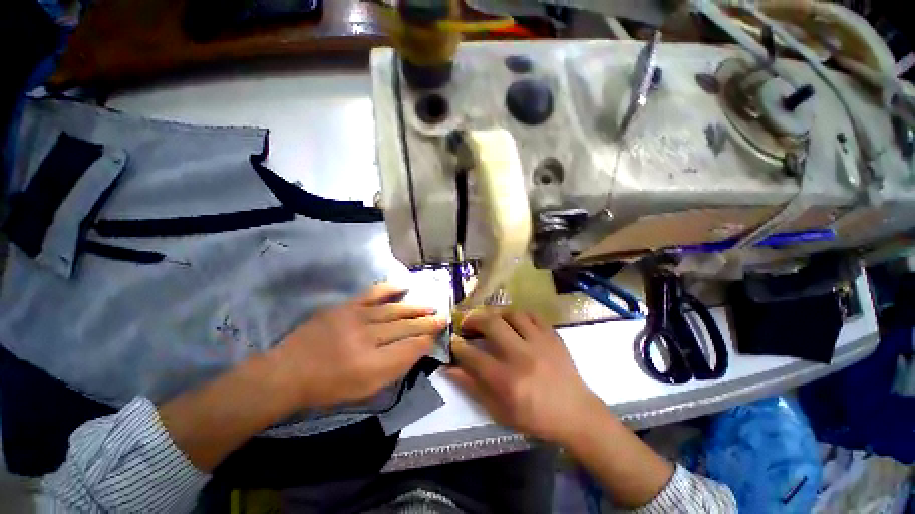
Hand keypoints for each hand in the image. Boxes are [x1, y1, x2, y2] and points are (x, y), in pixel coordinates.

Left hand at [273, 283, 447, 407]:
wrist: (288, 372)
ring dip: (415, 308)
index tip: (437, 336)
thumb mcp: (365, 390)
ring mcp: (356, 318)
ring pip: (394, 311)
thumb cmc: (328, 387)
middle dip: (427, 323)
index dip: (426, 341)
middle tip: (442, 318)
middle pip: (405, 328)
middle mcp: (367, 339)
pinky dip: (390, 289)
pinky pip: (373, 293)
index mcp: (372, 366)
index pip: (409, 349)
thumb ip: (394, 369)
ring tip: (430, 307)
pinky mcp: (346, 306)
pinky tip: (404, 286)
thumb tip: (416, 349)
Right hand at [447, 309, 603, 444]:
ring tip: (489, 319)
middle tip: (467, 322)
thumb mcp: (500, 411)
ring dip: (495, 313)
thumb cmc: (535, 417)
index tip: (453, 341)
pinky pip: (532, 314)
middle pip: (491, 324)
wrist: (576, 413)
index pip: (473, 356)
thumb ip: (473, 387)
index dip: (458, 346)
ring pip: (511, 313)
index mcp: (507, 381)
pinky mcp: (553, 335)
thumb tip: (449, 369)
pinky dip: (518, 314)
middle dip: (473, 319)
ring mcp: (540, 343)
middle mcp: (522, 357)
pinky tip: (513, 320)